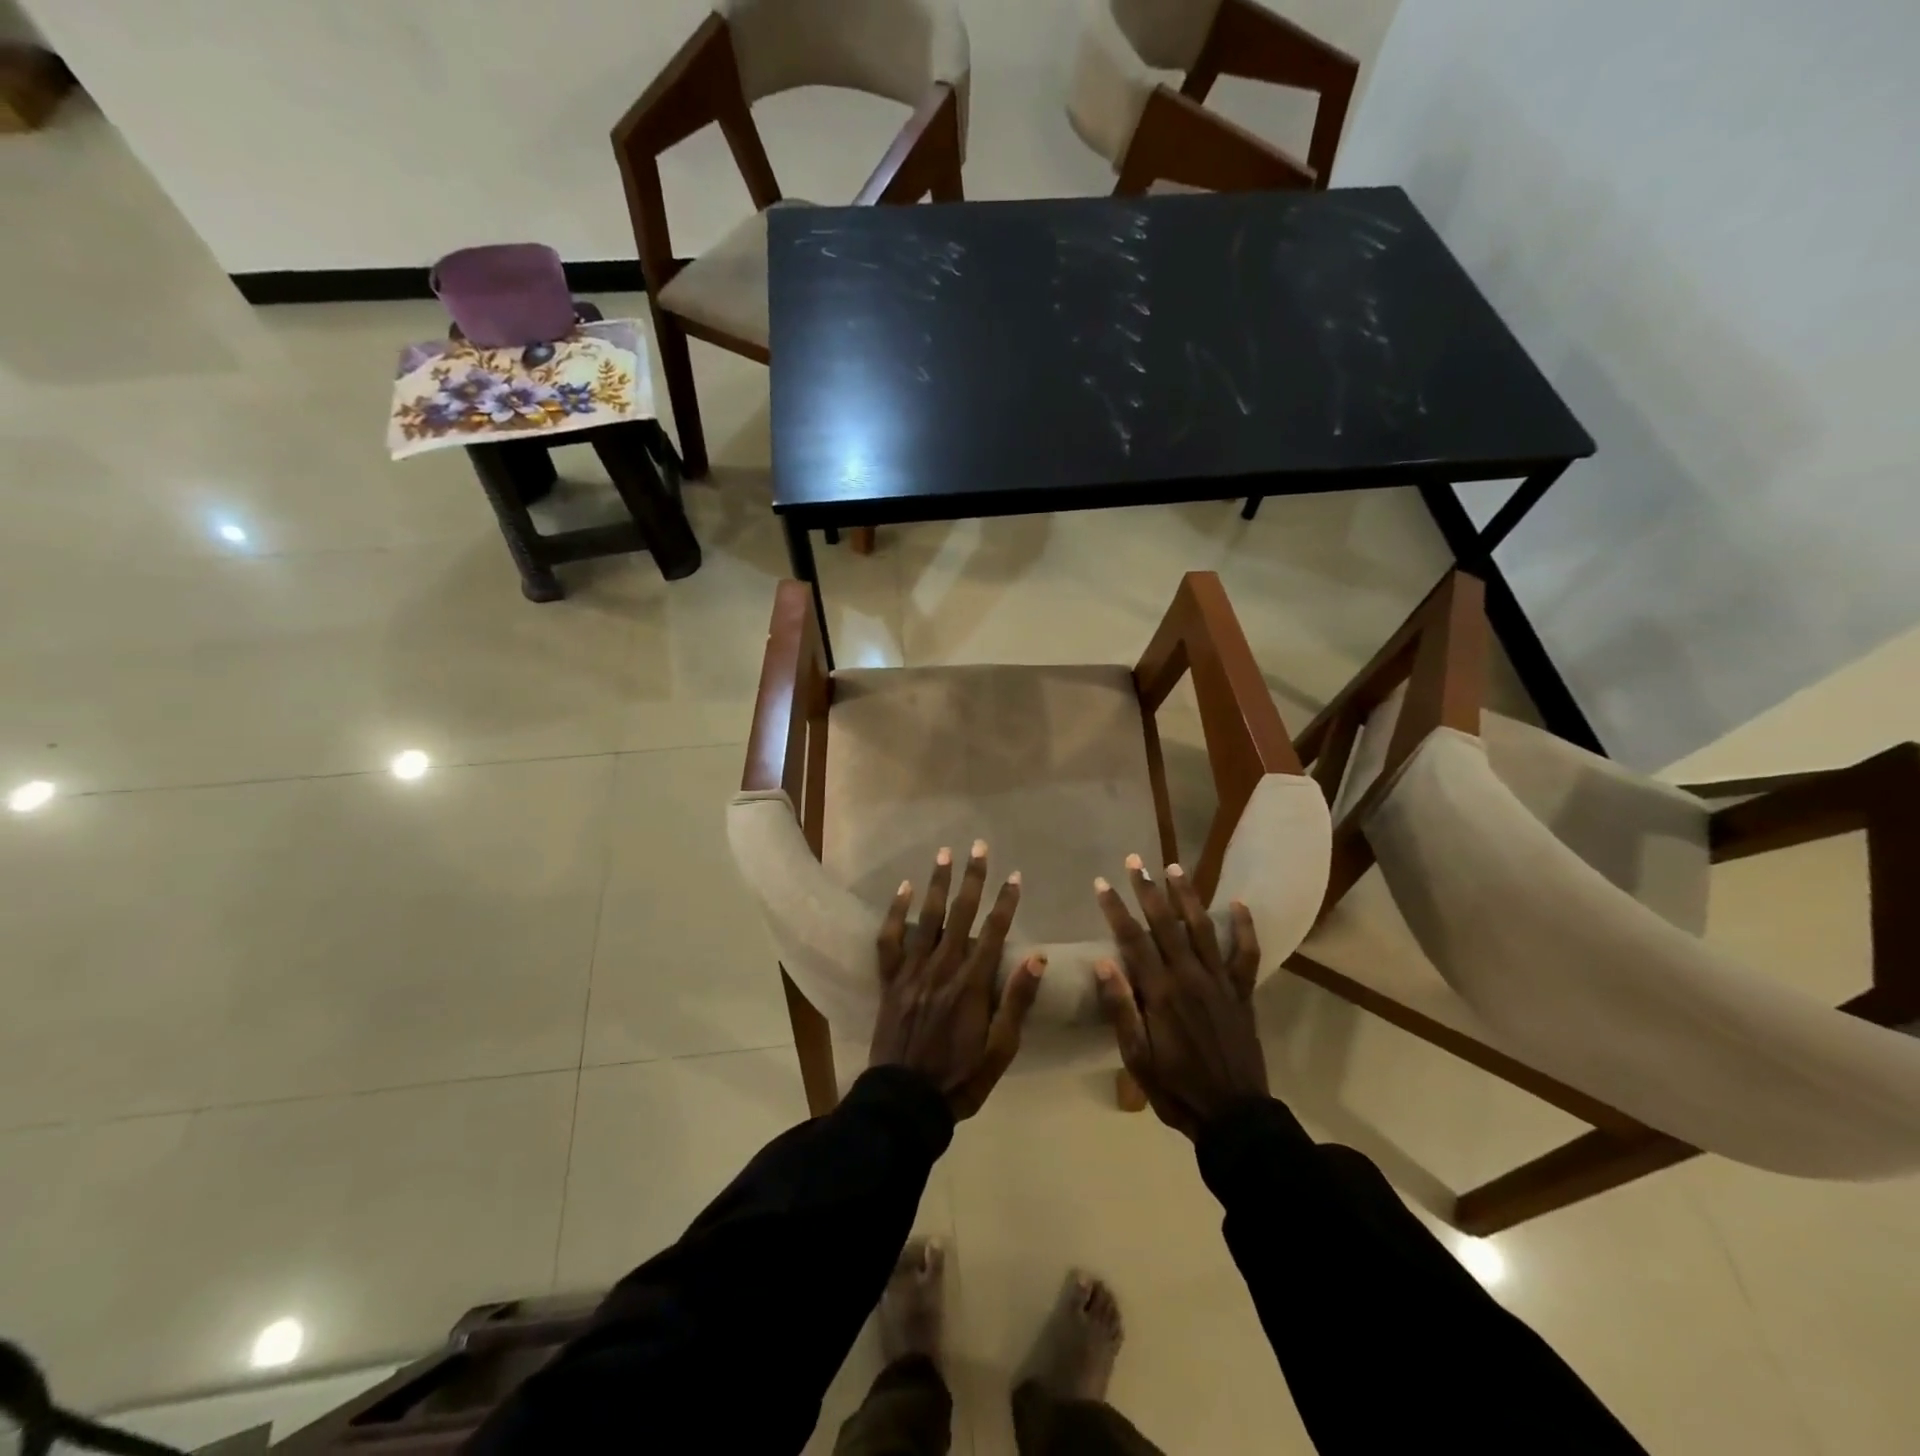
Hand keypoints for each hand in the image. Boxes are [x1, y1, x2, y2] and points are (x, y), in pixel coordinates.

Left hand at [872, 840, 1045, 1118]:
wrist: (904, 1102)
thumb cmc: (960, 1078)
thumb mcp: (1001, 1050)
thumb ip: (1017, 1001)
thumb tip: (1037, 956)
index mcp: (972, 985)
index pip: (994, 933)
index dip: (1005, 902)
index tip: (1015, 875)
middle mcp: (942, 969)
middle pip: (960, 915)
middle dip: (972, 879)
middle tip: (979, 846)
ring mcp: (912, 973)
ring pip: (926, 919)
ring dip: (937, 884)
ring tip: (944, 854)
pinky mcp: (890, 981)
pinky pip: (889, 940)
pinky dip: (895, 913)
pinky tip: (903, 889)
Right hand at [1092, 855, 1267, 1138]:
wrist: (1234, 1115)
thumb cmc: (1176, 1088)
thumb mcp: (1137, 1058)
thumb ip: (1121, 1009)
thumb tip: (1103, 962)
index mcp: (1160, 993)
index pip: (1132, 940)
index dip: (1116, 909)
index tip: (1101, 884)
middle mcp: (1190, 977)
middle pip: (1166, 924)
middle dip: (1147, 890)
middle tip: (1134, 861)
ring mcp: (1220, 982)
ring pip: (1202, 928)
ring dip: (1187, 896)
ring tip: (1174, 868)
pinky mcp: (1242, 992)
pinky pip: (1245, 954)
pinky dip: (1244, 928)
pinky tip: (1238, 903)